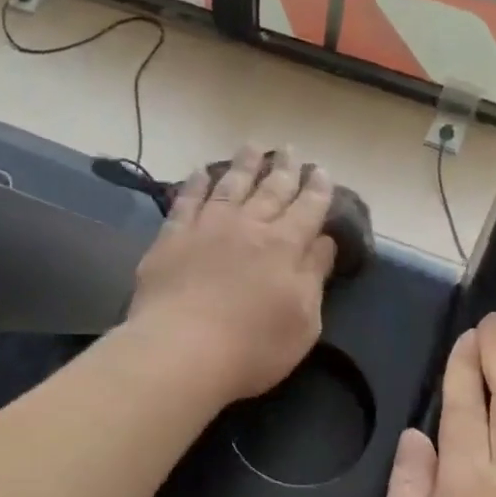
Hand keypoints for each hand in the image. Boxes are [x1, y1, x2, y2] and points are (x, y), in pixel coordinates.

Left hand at [127, 145, 337, 404]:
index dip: (317, 189)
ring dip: (244, 165)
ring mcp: (207, 227)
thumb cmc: (253, 346)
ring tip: (254, 146)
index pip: (308, 209)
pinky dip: (196, 183)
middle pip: (271, 190)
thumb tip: (323, 242)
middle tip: (292, 150)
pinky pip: (187, 201)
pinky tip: (201, 171)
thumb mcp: (304, 321)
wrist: (182, 350)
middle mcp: (249, 226)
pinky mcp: (172, 238)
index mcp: (285, 246)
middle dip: (285, 169)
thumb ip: (314, 276)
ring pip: (231, 186)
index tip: (322, 171)